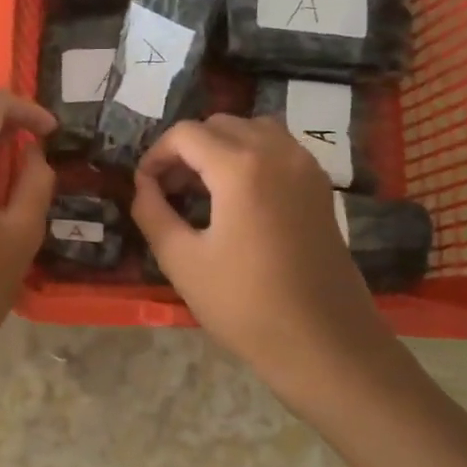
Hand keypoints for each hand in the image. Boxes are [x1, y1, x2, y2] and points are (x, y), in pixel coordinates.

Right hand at [131, 115, 401, 407]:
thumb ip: (153, 213)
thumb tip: (143, 186)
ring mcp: (306, 167)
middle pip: (220, 124)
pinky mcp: (321, 186)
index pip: (186, 134)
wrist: (323, 343)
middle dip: (187, 148)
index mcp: (241, 167)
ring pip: (253, 130)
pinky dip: (251, 156)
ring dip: (221, 147)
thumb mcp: (182, 261)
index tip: (144, 186)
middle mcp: (278, 152)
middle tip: (169, 189)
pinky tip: (238, 197)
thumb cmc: (245, 305)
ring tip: (202, 189)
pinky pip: (279, 149)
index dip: (156, 154)